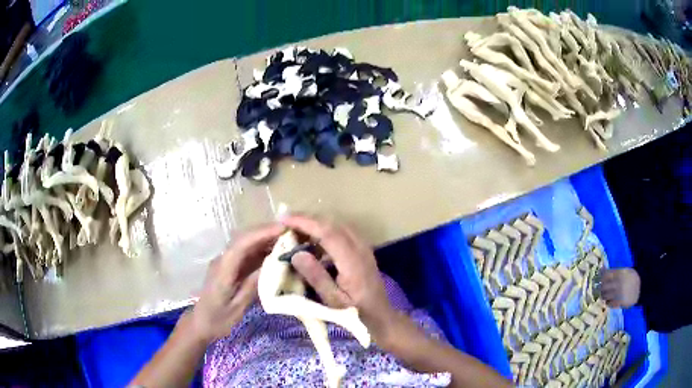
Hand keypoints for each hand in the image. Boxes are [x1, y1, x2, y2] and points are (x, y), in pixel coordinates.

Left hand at [190, 223, 284, 343]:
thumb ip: (252, 286)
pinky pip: (247, 253)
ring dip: (265, 239)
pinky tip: (275, 252)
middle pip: (244, 238)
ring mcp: (226, 262)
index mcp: (223, 269)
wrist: (201, 323)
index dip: (262, 234)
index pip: (242, 244)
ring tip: (288, 239)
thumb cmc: (218, 319)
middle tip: (291, 231)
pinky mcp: (230, 267)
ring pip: (246, 243)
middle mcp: (223, 260)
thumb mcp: (237, 307)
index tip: (283, 230)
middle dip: (266, 232)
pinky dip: (261, 249)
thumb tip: (272, 266)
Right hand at [281, 214, 396, 342]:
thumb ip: (316, 277)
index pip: (327, 232)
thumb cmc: (356, 312)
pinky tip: (312, 242)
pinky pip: (341, 232)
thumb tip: (296, 254)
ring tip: (295, 230)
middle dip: (307, 219)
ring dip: (315, 224)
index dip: (305, 222)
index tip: (284, 219)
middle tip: (285, 222)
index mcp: (352, 260)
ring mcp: (363, 247)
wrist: (381, 316)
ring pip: (337, 225)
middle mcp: (359, 247)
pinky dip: (324, 231)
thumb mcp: (333, 301)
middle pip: (332, 223)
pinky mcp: (362, 249)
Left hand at [601, 268, 640, 307]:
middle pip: (603, 286)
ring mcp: (618, 293)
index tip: (599, 279)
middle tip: (602, 289)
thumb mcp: (625, 271)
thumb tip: (601, 269)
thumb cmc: (632, 278)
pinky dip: (608, 303)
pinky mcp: (619, 302)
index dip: (601, 277)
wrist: (642, 287)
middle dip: (601, 288)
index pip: (605, 275)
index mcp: (620, 273)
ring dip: (604, 296)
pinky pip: (609, 303)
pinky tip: (611, 301)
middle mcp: (618, 282)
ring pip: (605, 296)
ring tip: (607, 295)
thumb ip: (614, 272)